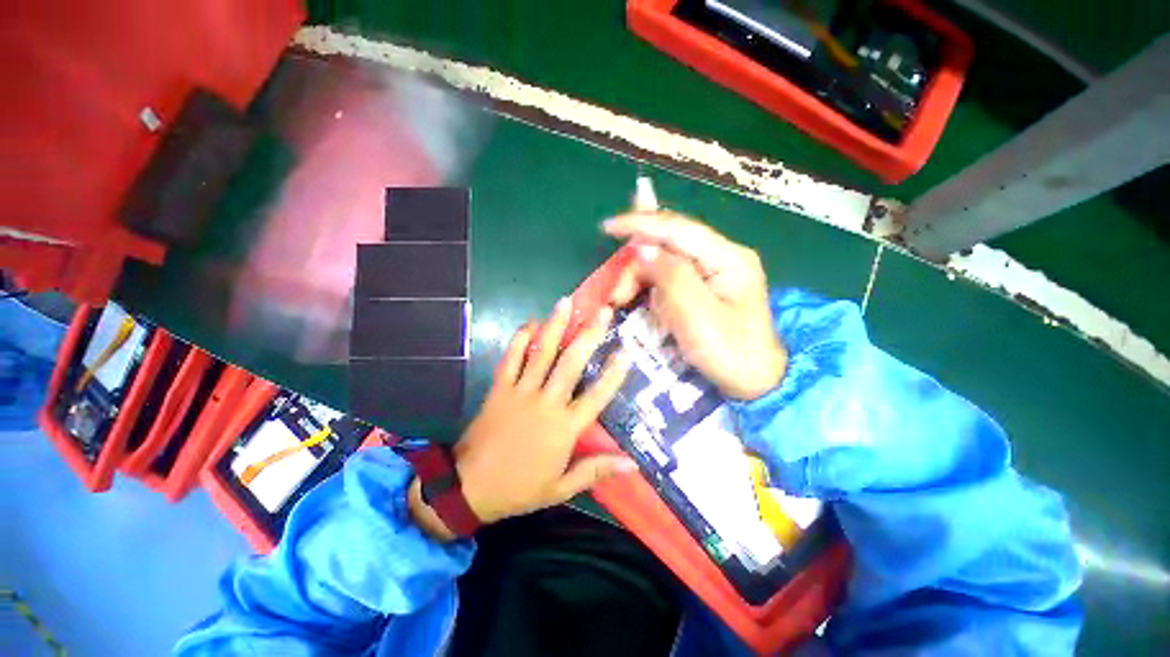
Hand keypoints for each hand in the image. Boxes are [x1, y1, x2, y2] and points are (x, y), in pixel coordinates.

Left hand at [411, 299, 633, 541]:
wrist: (469, 487)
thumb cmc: (520, 488)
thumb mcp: (561, 488)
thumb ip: (596, 470)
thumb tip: (632, 463)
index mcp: (564, 428)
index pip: (596, 395)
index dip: (613, 373)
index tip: (626, 350)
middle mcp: (546, 403)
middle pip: (571, 363)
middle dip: (589, 335)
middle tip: (603, 311)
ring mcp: (521, 392)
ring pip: (541, 353)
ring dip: (555, 326)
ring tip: (566, 302)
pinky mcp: (500, 388)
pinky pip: (511, 358)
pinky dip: (520, 339)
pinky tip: (531, 323)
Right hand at [603, 210, 785, 399]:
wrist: (755, 381)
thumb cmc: (729, 351)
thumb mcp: (696, 314)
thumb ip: (670, 276)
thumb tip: (643, 249)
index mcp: (727, 257)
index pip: (677, 228)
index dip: (640, 223)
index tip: (607, 227)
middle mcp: (720, 257)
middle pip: (668, 246)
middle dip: (637, 266)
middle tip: (617, 296)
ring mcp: (713, 273)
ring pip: (665, 263)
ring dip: (641, 280)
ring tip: (624, 302)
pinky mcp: (704, 289)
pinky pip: (670, 279)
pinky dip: (651, 289)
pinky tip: (644, 303)